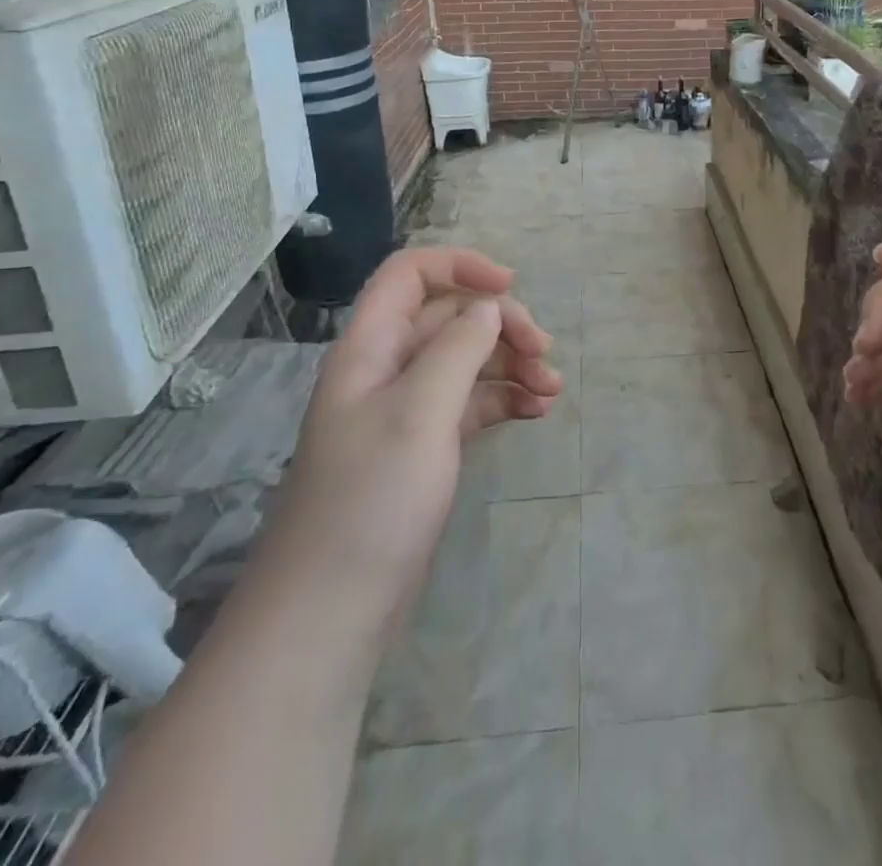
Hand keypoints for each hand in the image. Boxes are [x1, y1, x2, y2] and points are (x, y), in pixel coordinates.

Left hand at [265, 247, 563, 641]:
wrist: (330, 614)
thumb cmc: (371, 501)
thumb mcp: (419, 412)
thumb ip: (457, 348)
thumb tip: (488, 307)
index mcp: (370, 347)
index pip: (410, 274)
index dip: (460, 266)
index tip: (511, 286)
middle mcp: (386, 369)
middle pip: (449, 317)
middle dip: (501, 324)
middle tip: (544, 352)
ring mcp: (405, 411)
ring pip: (465, 361)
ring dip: (510, 363)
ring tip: (552, 389)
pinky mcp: (424, 448)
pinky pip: (470, 403)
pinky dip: (504, 399)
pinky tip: (536, 412)